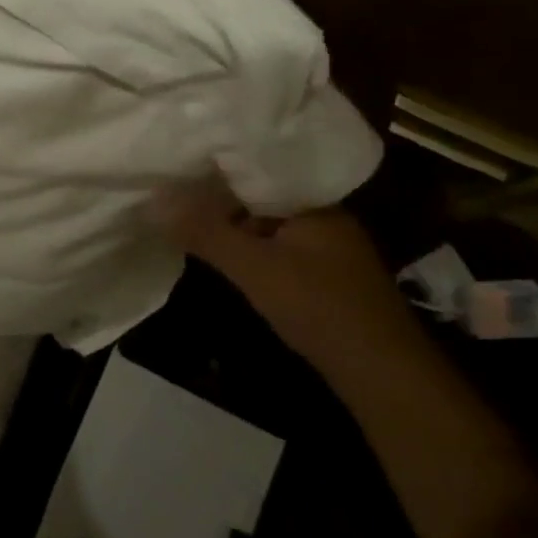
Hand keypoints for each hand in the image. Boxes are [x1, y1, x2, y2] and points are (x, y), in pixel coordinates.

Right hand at [154, 177, 422, 367]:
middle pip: (261, 198)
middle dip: (221, 199)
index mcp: (315, 203)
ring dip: (234, 227)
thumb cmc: (319, 307)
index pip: (260, 169)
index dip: (219, 167)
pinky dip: (250, 251)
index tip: (180, 163)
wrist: (382, 374)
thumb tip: (154, 200)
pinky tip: (224, 257)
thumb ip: (206, 233)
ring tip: (188, 219)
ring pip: (268, 227)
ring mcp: (327, 251)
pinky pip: (277, 250)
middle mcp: (324, 218)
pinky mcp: (324, 280)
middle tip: (174, 192)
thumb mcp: (254, 268)